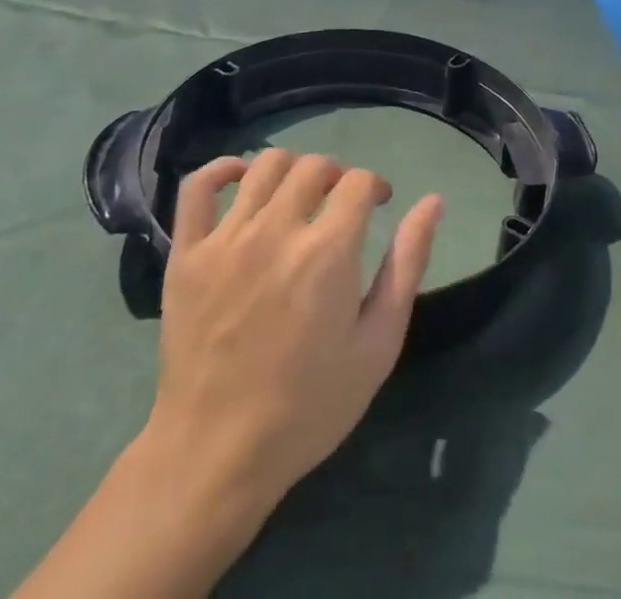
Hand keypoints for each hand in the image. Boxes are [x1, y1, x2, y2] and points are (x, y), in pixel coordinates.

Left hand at [145, 149, 443, 509]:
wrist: (217, 455)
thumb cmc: (309, 406)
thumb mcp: (378, 344)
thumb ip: (407, 265)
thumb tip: (433, 202)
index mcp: (328, 252)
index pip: (359, 181)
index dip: (376, 186)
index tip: (379, 205)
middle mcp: (277, 230)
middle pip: (315, 166)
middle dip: (337, 176)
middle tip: (339, 205)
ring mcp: (227, 238)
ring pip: (265, 165)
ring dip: (292, 169)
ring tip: (298, 196)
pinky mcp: (187, 253)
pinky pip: (199, 187)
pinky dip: (222, 169)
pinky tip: (242, 178)